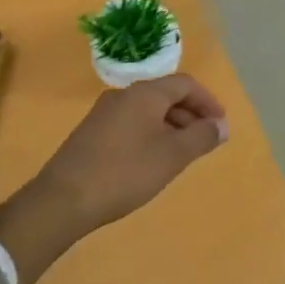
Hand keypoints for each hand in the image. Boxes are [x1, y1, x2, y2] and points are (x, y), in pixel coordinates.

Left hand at [34, 74, 228, 232]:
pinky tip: (153, 161)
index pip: (185, 84)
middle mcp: (124, 95)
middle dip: (191, 115)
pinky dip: (151, 135)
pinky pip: (132, 124)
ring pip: (148, 111)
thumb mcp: (172, 156)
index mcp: (145, 93)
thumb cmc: (125, 172)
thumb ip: (201, 137)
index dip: (208, 101)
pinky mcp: (92, 133)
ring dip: (172, 127)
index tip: (221, 125)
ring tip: (183, 154)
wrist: (63, 199)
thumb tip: (221, 125)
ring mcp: (104, 113)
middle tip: (206, 142)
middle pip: (166, 95)